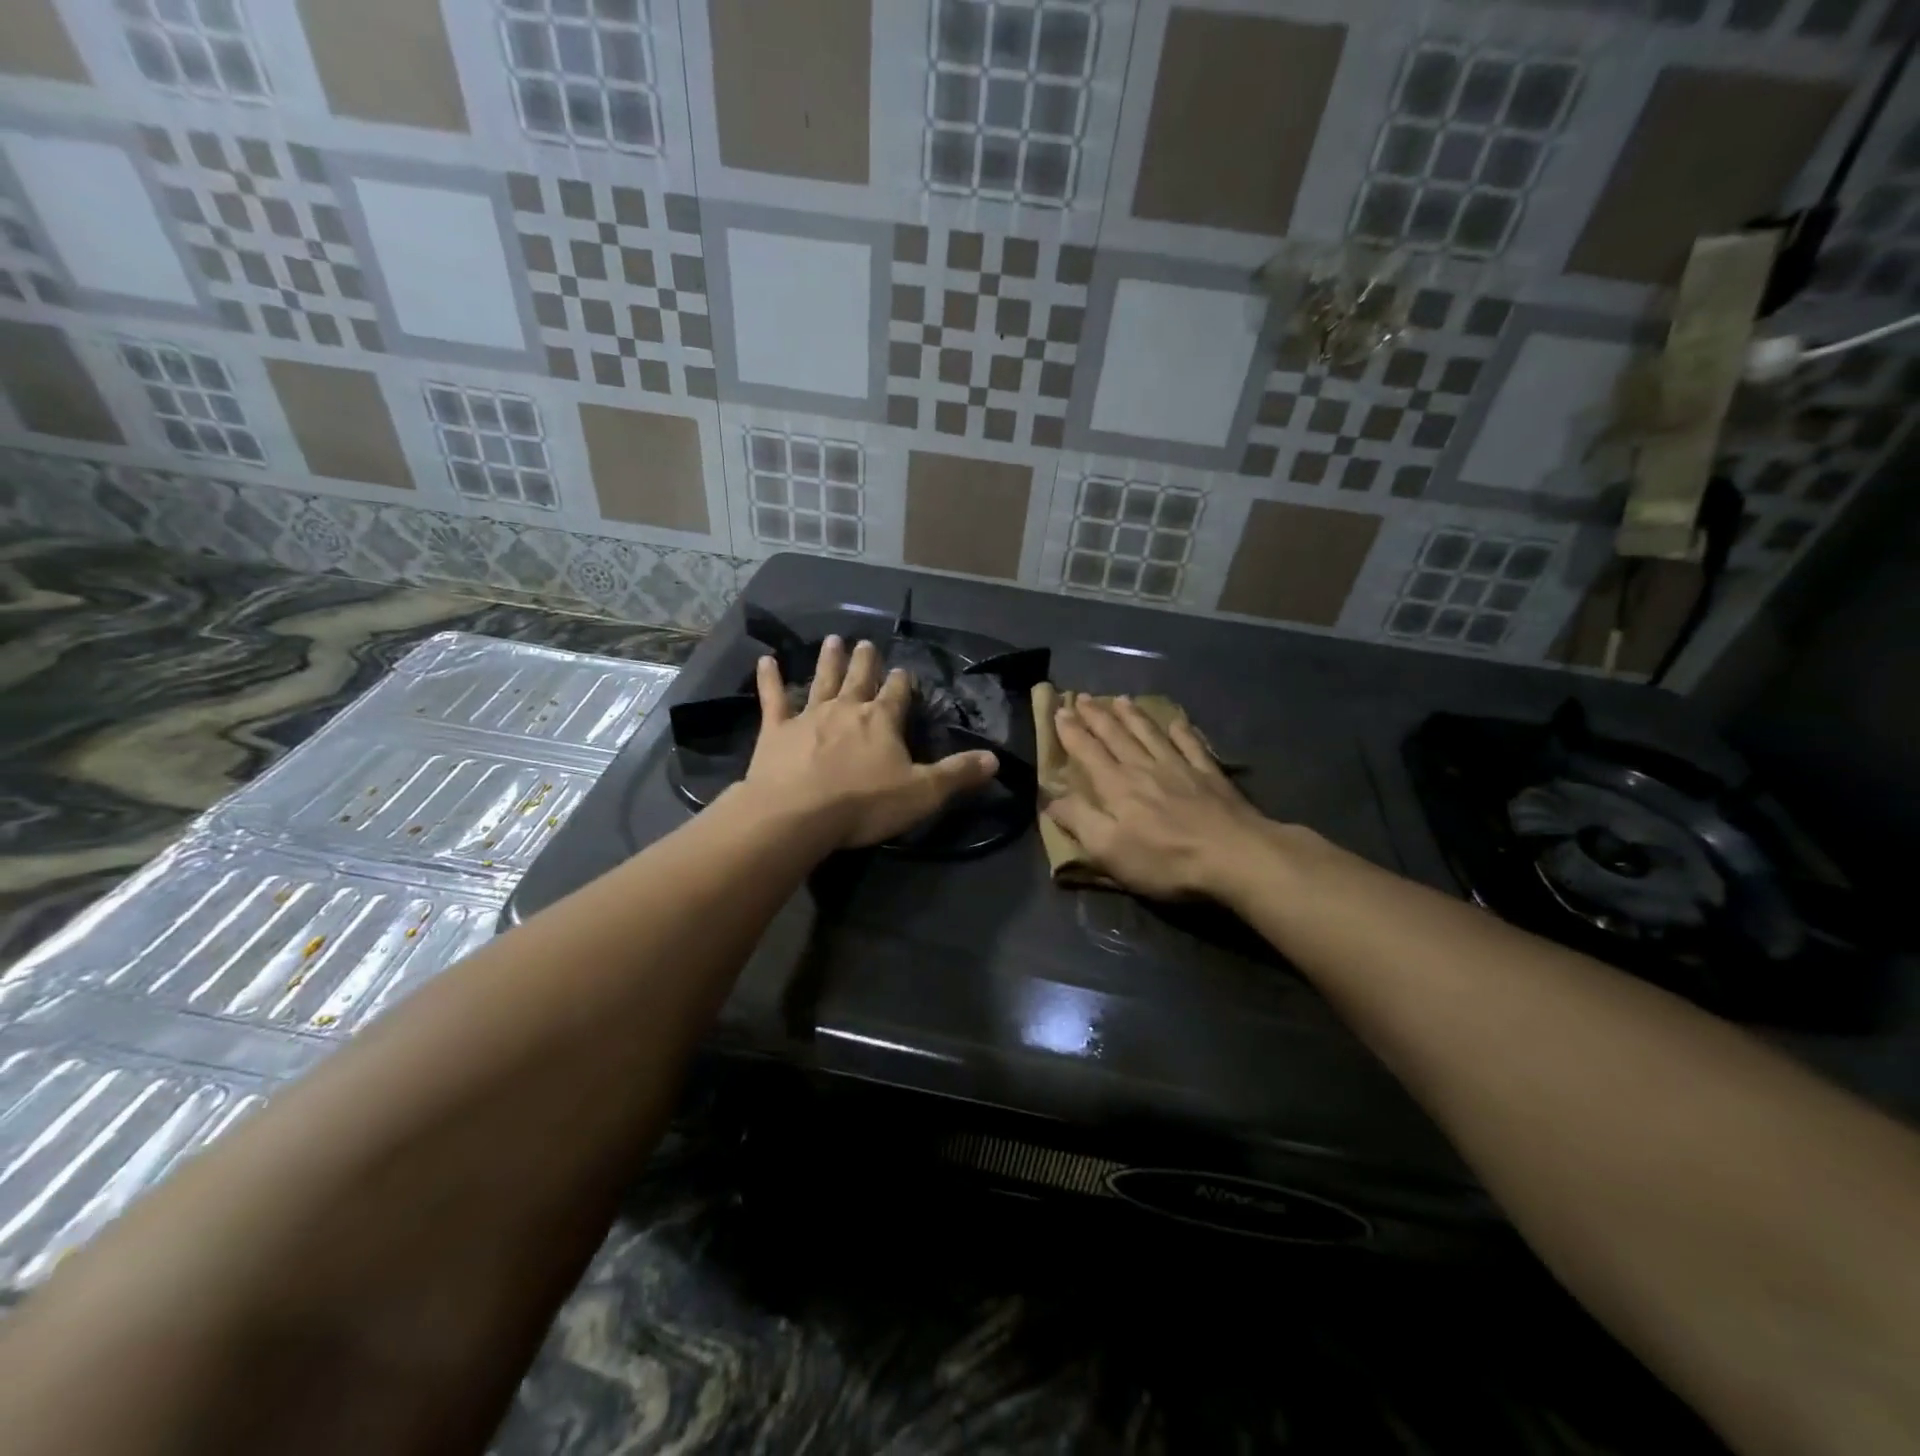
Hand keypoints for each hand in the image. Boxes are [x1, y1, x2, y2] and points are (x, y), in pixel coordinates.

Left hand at [741, 636, 998, 848]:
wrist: (798, 815)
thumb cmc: (863, 804)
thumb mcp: (922, 793)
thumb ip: (957, 774)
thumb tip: (995, 759)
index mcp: (882, 721)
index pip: (896, 695)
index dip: (901, 684)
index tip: (902, 672)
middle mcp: (846, 709)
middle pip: (859, 679)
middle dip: (865, 662)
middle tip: (866, 643)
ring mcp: (809, 716)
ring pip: (821, 680)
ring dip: (828, 661)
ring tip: (832, 640)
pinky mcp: (776, 730)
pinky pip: (773, 698)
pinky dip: (770, 679)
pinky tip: (765, 661)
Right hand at [1045, 696, 1272, 900]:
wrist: (1234, 856)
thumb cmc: (1165, 859)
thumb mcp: (1109, 849)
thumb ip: (1079, 820)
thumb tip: (1051, 798)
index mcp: (1116, 786)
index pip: (1087, 752)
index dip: (1071, 732)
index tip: (1059, 712)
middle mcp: (1144, 767)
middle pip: (1116, 735)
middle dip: (1096, 716)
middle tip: (1082, 697)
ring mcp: (1180, 767)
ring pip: (1150, 733)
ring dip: (1132, 716)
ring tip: (1120, 699)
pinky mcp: (1210, 775)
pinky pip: (1191, 744)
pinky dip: (1181, 731)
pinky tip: (1176, 722)